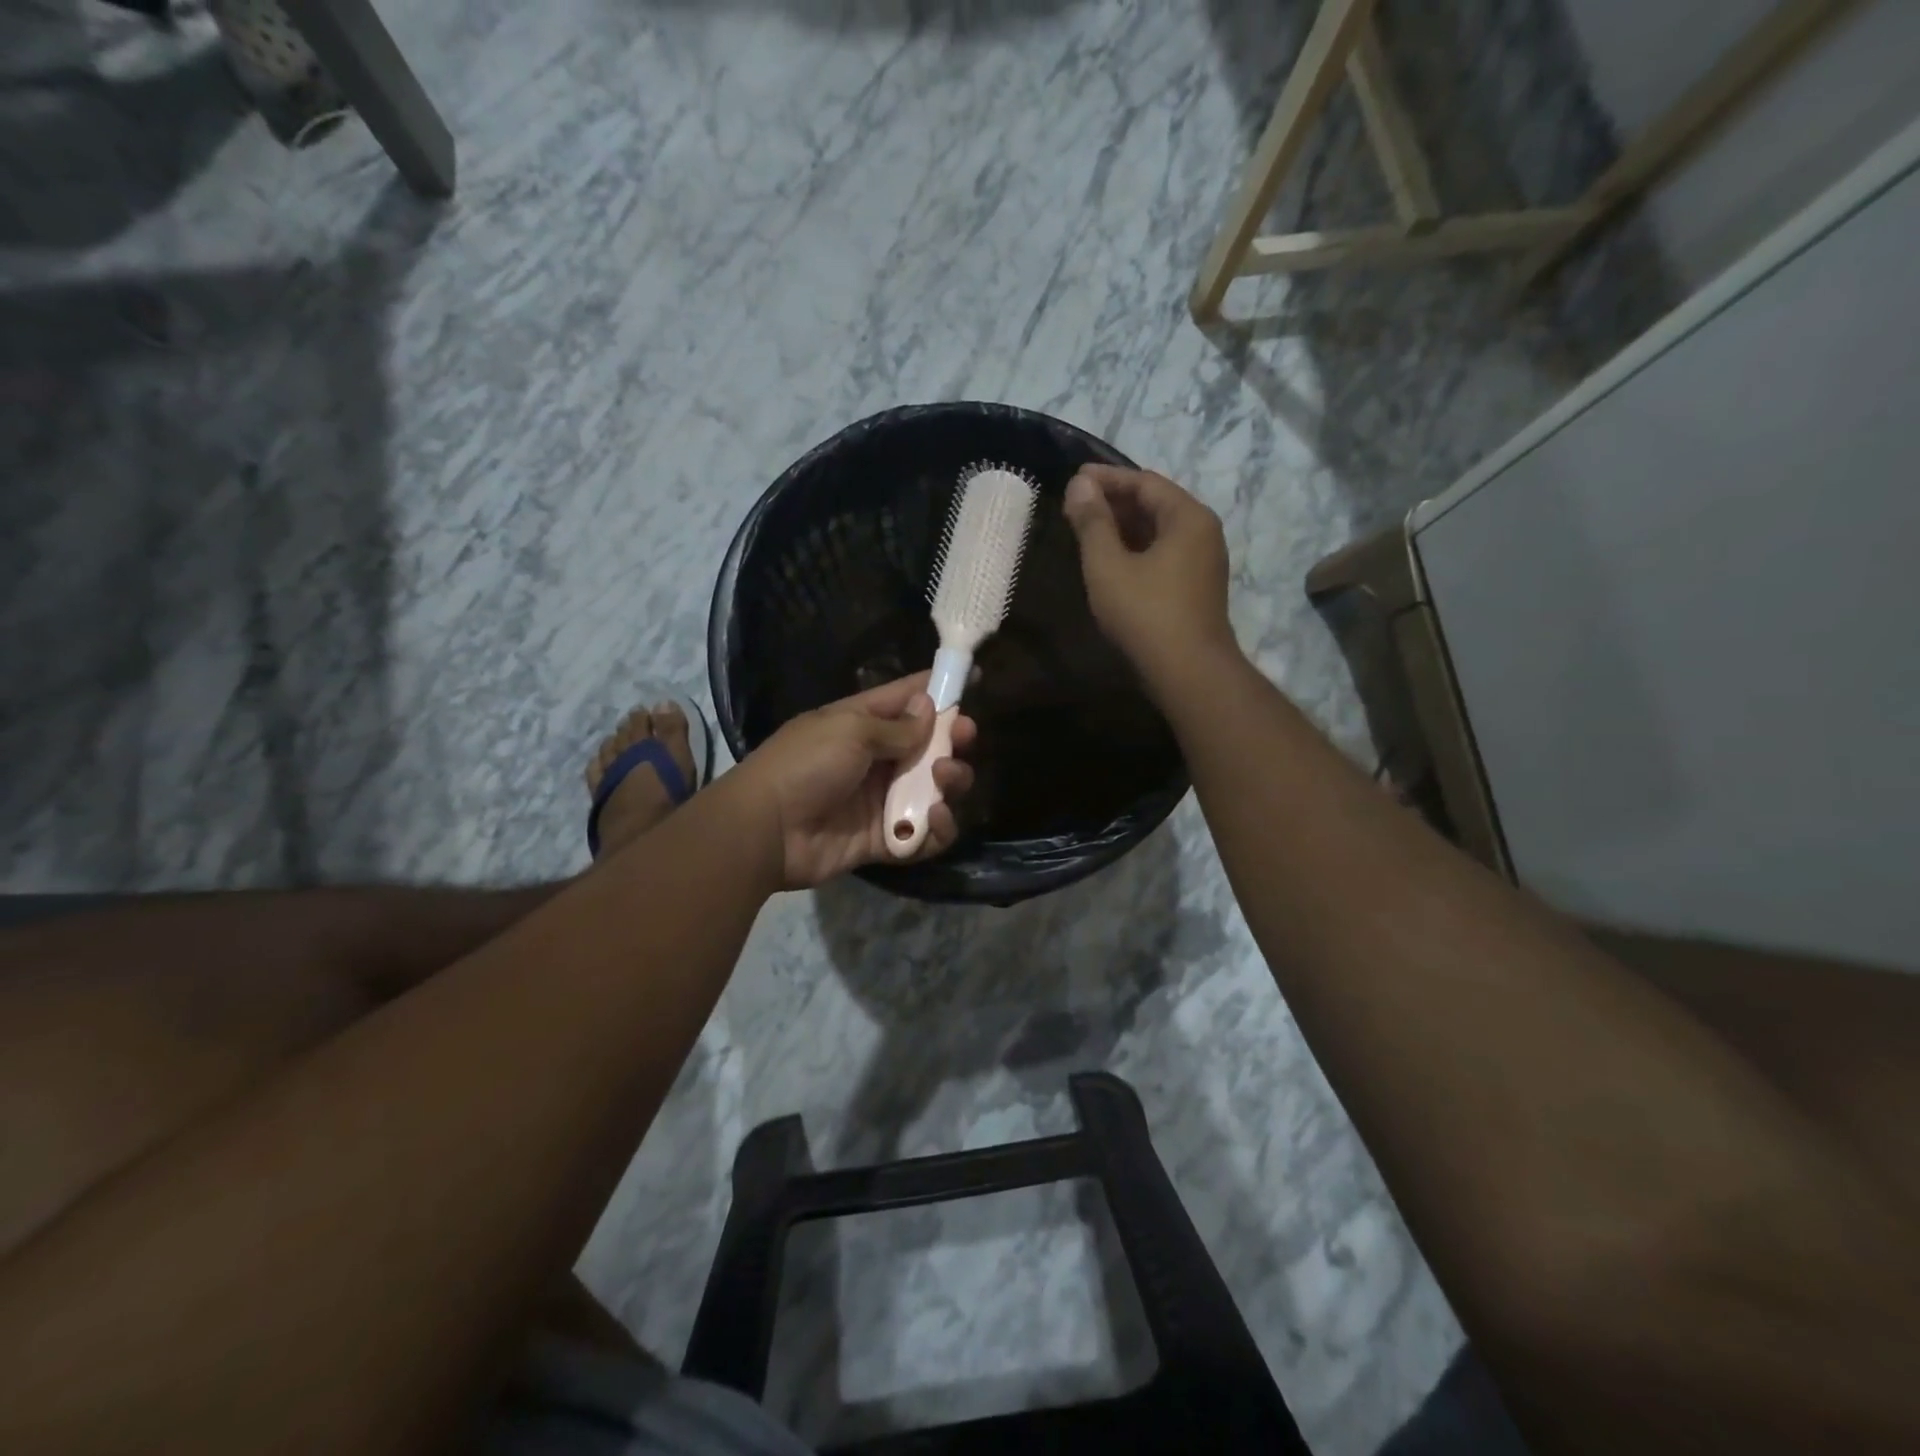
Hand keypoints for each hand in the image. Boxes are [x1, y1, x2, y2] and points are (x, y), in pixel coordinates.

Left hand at [734, 674, 976, 889]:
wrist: (766, 830)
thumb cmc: (806, 764)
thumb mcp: (850, 731)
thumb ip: (897, 726)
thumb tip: (930, 707)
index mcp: (862, 723)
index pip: (906, 699)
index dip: (939, 689)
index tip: (974, 678)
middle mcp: (877, 759)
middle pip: (929, 746)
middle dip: (953, 739)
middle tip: (964, 737)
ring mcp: (882, 800)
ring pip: (934, 789)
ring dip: (951, 781)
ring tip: (945, 777)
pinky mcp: (885, 839)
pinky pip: (924, 834)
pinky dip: (939, 828)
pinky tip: (937, 817)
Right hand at [1062, 465, 1235, 688]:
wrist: (1188, 672)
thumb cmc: (1145, 613)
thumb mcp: (1108, 565)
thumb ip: (1092, 522)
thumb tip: (1079, 485)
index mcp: (1187, 517)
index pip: (1144, 482)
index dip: (1106, 478)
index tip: (1073, 478)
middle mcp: (1202, 531)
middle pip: (1155, 503)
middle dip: (1114, 501)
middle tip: (1075, 505)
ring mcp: (1203, 561)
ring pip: (1158, 531)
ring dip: (1122, 526)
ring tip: (1086, 529)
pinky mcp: (1196, 586)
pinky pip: (1163, 553)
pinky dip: (1135, 549)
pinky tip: (1110, 559)